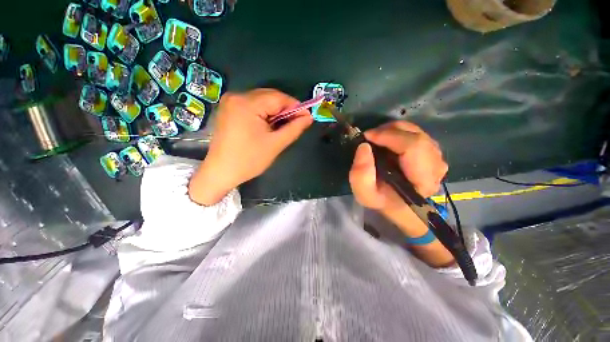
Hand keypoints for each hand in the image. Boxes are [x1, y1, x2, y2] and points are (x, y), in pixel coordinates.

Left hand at [189, 89, 312, 204]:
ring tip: (282, 127)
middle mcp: (237, 96)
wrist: (221, 172)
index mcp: (247, 104)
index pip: (279, 97)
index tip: (306, 118)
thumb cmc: (249, 160)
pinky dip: (264, 113)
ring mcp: (230, 101)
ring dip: (275, 112)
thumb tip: (309, 117)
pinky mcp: (229, 109)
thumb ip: (294, 128)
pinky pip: (252, 105)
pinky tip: (268, 125)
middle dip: (285, 109)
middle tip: (295, 124)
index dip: (295, 106)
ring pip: (262, 100)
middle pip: (269, 96)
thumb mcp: (276, 144)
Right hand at [349, 121, 447, 211]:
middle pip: (416, 135)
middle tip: (370, 136)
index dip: (389, 136)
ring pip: (417, 132)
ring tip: (377, 139)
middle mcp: (436, 166)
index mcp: (423, 179)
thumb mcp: (365, 194)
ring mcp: (437, 157)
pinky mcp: (432, 152)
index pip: (414, 146)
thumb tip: (364, 146)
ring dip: (393, 131)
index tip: (367, 136)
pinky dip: (399, 133)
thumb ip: (361, 175)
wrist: (398, 205)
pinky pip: (416, 134)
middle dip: (389, 131)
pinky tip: (387, 141)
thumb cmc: (382, 200)